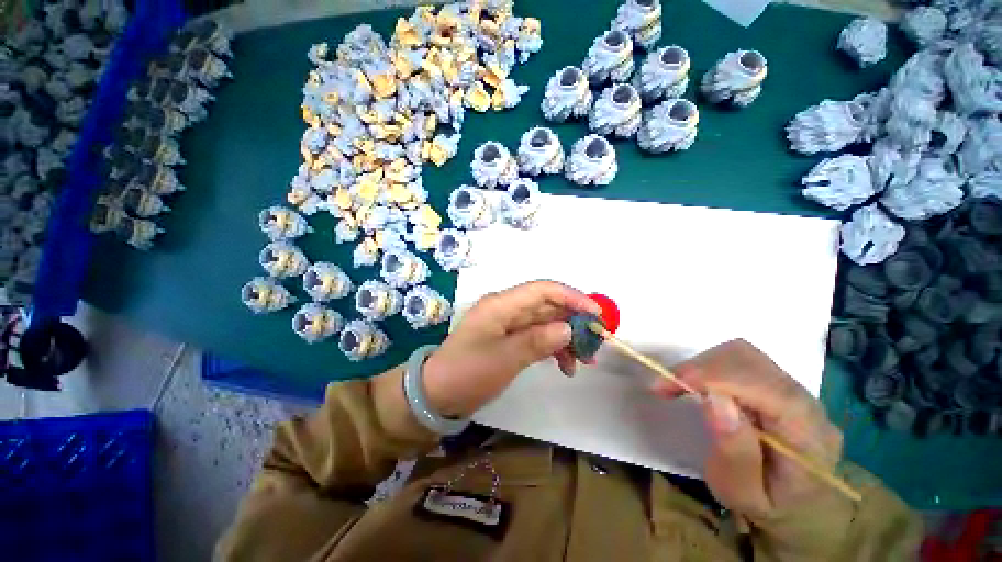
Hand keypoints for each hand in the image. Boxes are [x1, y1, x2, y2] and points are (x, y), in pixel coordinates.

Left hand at [422, 280, 600, 417]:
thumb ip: (538, 341)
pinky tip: (565, 366)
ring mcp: (508, 323)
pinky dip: (553, 347)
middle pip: (547, 305)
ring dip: (566, 337)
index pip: (543, 290)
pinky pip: (537, 336)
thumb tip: (569, 328)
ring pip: (545, 322)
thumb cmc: (468, 373)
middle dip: (574, 321)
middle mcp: (506, 308)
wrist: (438, 393)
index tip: (597, 314)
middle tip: (596, 342)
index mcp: (501, 305)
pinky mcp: (509, 337)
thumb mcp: (504, 359)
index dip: (572, 297)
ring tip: (584, 361)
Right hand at [653, 340, 844, 519]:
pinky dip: (710, 366)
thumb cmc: (768, 508)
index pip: (764, 386)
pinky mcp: (779, 385)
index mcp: (807, 434)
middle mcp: (807, 402)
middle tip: (666, 385)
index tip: (669, 384)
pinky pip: (741, 361)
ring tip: (679, 385)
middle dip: (700, 366)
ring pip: (743, 354)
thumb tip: (715, 400)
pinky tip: (698, 385)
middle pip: (750, 360)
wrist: (801, 510)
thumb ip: (735, 453)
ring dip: (703, 365)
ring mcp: (795, 389)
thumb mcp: (744, 495)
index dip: (714, 376)